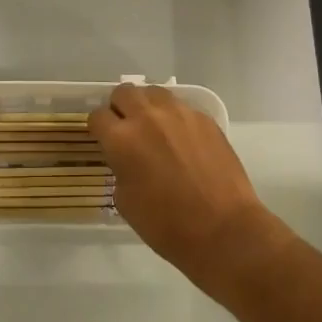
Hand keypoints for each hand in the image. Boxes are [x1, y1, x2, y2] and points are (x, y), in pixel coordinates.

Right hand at [89, 85, 284, 295]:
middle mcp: (148, 117)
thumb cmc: (167, 225)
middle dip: (120, 108)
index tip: (104, 140)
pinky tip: (182, 141)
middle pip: (124, 92)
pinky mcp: (205, 119)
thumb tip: (127, 159)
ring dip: (148, 106)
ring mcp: (180, 114)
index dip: (98, 129)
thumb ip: (120, 169)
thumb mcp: (125, 201)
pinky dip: (175, 118)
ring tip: (155, 129)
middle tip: (127, 129)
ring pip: (154, 92)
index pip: (98, 116)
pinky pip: (182, 107)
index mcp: (121, 139)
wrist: (223, 230)